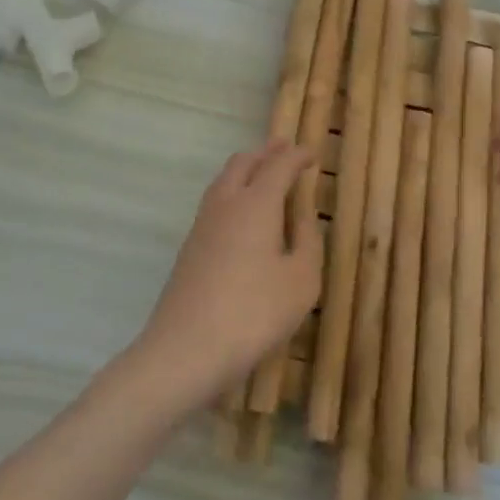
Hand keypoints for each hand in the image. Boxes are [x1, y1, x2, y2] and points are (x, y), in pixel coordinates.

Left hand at [134, 140, 322, 405]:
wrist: (186, 349)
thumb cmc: (255, 313)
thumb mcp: (301, 280)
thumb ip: (307, 240)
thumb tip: (302, 214)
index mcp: (256, 204)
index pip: (279, 165)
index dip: (297, 156)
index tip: (312, 155)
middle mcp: (225, 204)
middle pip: (243, 163)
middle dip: (266, 153)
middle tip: (285, 149)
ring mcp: (201, 225)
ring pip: (223, 181)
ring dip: (246, 170)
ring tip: (265, 174)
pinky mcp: (189, 248)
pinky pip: (215, 203)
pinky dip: (233, 193)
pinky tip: (242, 214)